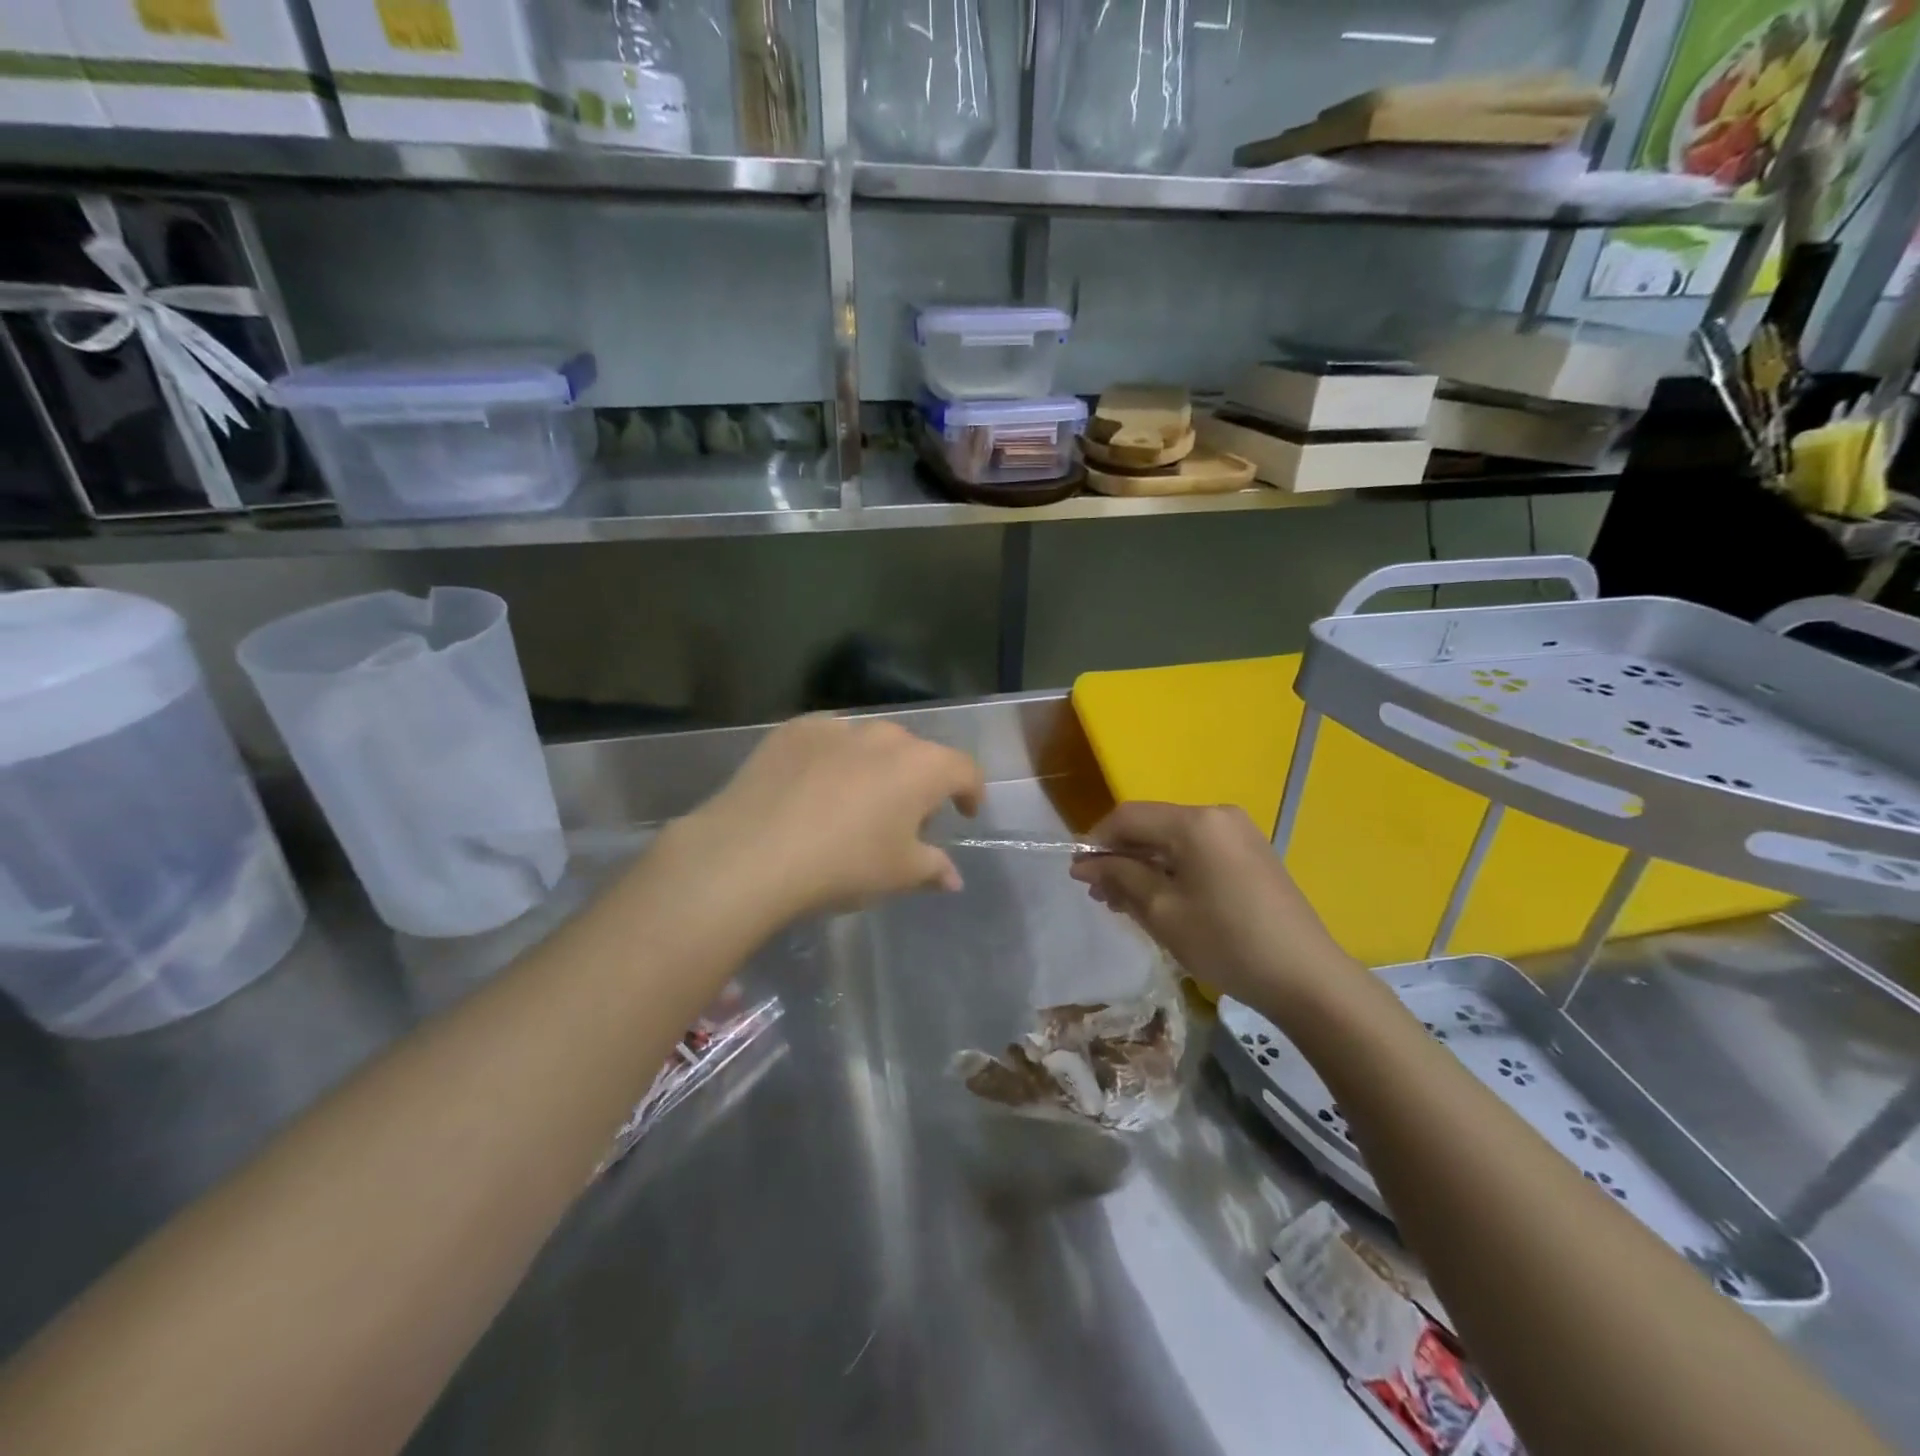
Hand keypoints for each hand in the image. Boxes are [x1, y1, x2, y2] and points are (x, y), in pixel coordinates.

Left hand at [667, 715, 985, 920]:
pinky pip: (827, 740)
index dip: (971, 791)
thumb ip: (933, 868)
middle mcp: (885, 735)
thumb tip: (952, 877)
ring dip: (875, 767)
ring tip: (854, 802)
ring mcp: (837, 727)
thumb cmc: (844, 865)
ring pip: (870, 743)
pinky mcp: (793, 729)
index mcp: (922, 766)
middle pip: (916, 754)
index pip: (964, 769)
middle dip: (918, 782)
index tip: (965, 812)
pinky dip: (831, 759)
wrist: (752, 853)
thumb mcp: (898, 875)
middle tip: (903, 819)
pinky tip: (811, 788)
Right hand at [1069, 802, 1356, 1009]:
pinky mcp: (1251, 853)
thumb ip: (1120, 877)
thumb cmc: (1225, 942)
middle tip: (1102, 896)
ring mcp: (1239, 833)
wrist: (1306, 977)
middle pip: (1152, 825)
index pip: (1128, 816)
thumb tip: (1083, 863)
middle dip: (1121, 857)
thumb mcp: (1162, 911)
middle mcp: (1217, 814)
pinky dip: (1173, 870)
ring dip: (1145, 866)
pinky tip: (1163, 900)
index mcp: (1195, 821)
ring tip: (1127, 903)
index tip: (1079, 876)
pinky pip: (1198, 851)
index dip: (1097, 842)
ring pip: (1174, 840)